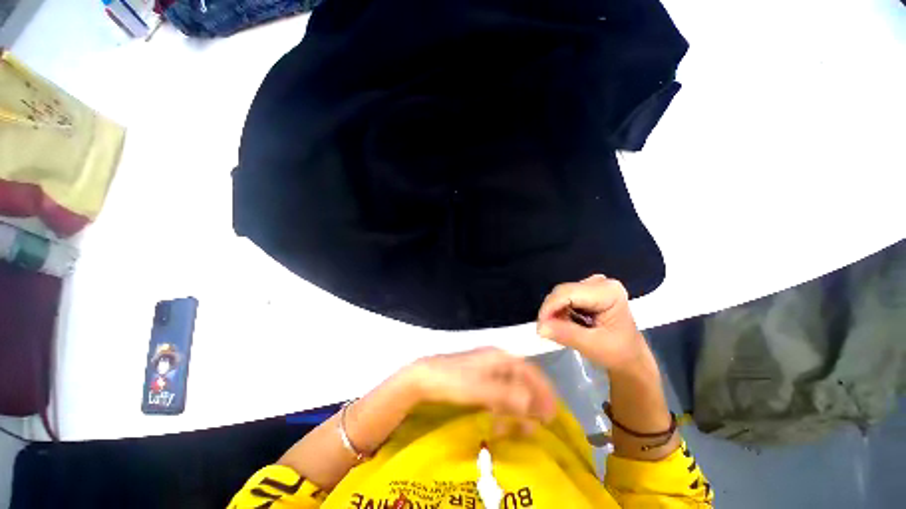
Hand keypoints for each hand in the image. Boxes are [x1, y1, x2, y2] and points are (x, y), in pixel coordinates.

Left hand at [405, 347, 557, 423]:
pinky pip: (497, 394)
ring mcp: (486, 370)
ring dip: (517, 408)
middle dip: (531, 402)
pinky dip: (502, 408)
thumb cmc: (453, 380)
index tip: (552, 411)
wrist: (424, 377)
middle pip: (522, 380)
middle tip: (537, 426)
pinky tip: (498, 422)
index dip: (543, 390)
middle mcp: (496, 361)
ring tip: (518, 429)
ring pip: (510, 389)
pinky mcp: (478, 380)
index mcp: (500, 357)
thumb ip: (507, 396)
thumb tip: (533, 403)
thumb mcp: (481, 389)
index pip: (530, 370)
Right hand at [536, 275, 650, 373]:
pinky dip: (560, 310)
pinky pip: (565, 297)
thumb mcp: (592, 346)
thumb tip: (540, 327)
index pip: (568, 293)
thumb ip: (566, 334)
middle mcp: (601, 283)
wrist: (630, 358)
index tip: (540, 326)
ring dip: (555, 311)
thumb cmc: (618, 353)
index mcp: (608, 292)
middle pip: (563, 291)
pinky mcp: (588, 291)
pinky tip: (566, 322)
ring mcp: (594, 285)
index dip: (550, 307)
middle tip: (547, 330)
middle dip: (552, 310)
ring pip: (562, 294)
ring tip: (559, 328)